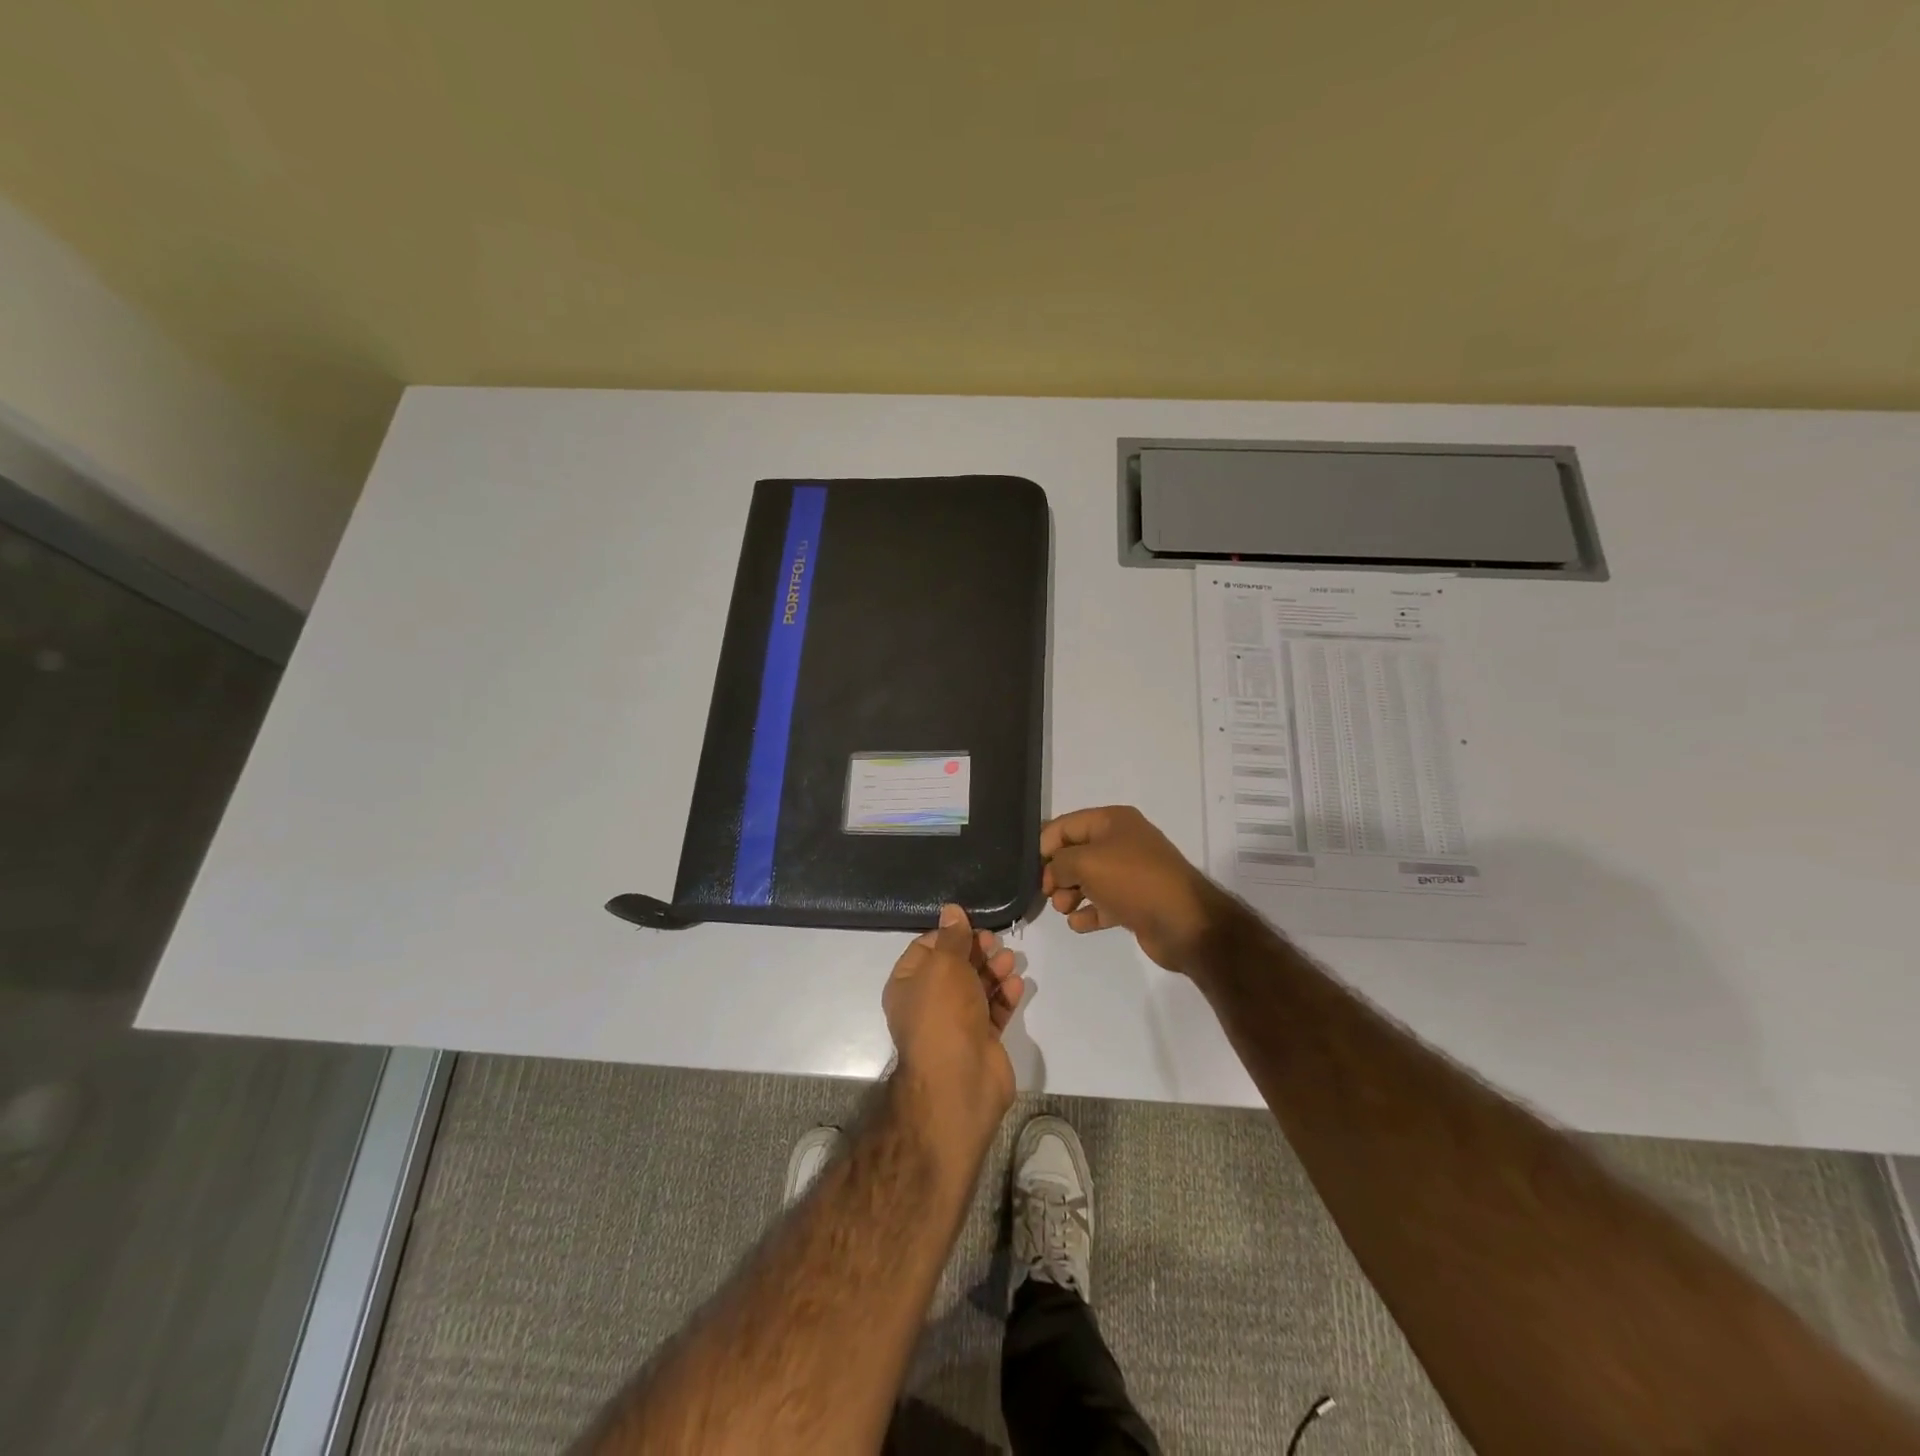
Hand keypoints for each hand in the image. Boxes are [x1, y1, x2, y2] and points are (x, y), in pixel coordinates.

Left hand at [882, 905, 1023, 1137]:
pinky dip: (1004, 996)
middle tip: (996, 942)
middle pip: (954, 967)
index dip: (949, 935)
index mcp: (907, 985)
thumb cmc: (943, 1014)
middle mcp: (928, 1004)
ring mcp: (955, 1024)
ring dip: (994, 971)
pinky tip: (1017, 985)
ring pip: (976, 988)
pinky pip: (993, 1010)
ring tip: (1010, 961)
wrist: (960, 1082)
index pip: (926, 949)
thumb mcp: (944, 966)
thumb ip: (953, 937)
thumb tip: (950, 909)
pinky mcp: (981, 1040)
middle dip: (976, 952)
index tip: (972, 925)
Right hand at [1041, 805, 1231, 972]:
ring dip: (1069, 894)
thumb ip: (1059, 863)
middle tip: (1050, 893)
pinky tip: (1079, 923)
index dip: (1045, 845)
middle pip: (1075, 853)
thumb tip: (1053, 873)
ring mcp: (1130, 873)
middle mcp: (1122, 842)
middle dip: (1057, 873)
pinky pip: (1102, 903)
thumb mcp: (1086, 862)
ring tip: (1065, 909)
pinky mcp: (1135, 902)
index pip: (1066, 825)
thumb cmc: (1133, 881)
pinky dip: (1088, 912)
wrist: (1185, 922)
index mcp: (1113, 821)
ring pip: (1088, 879)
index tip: (1033, 870)